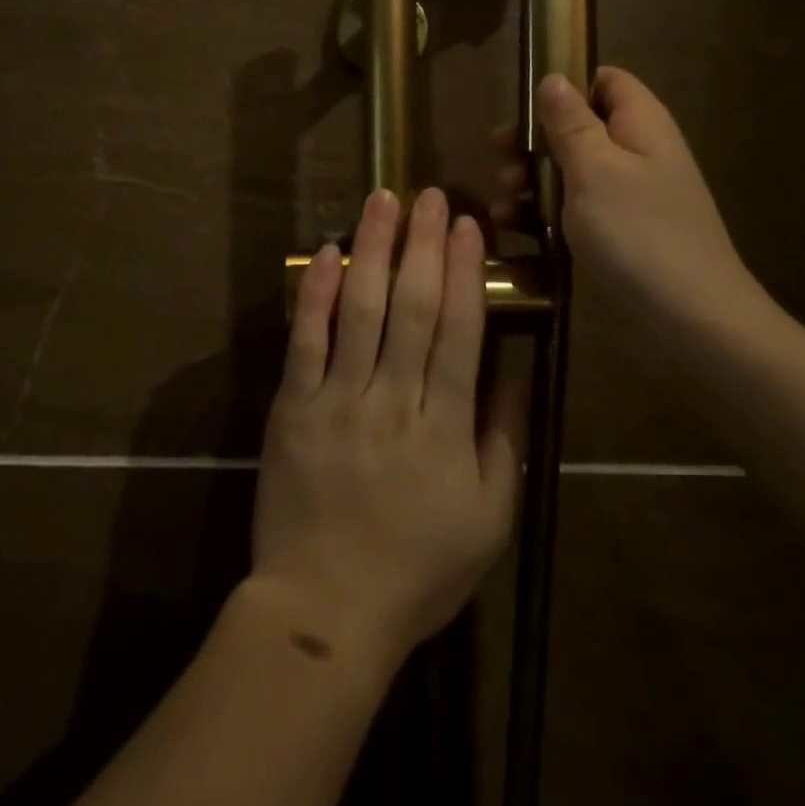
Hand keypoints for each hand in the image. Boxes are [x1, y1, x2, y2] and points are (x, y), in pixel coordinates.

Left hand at [251, 187, 526, 668]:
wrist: (325, 610)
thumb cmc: (416, 571)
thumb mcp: (488, 521)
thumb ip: (503, 444)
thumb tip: (512, 375)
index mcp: (444, 428)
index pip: (460, 332)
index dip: (466, 273)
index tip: (469, 226)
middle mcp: (393, 400)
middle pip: (413, 307)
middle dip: (424, 244)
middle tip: (431, 196)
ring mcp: (337, 399)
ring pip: (360, 309)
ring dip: (373, 249)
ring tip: (383, 200)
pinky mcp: (293, 406)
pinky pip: (304, 340)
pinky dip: (314, 293)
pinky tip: (325, 251)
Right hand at [496, 68, 768, 334]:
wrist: (689, 320)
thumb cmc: (638, 232)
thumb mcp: (595, 168)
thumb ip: (570, 122)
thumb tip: (555, 78)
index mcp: (640, 125)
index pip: (606, 81)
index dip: (566, 86)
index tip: (524, 108)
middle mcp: (635, 154)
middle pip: (578, 128)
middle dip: (534, 141)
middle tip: (500, 159)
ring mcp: (625, 198)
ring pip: (568, 172)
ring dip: (530, 181)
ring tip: (501, 200)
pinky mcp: (614, 235)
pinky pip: (572, 211)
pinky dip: (540, 215)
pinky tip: (510, 228)